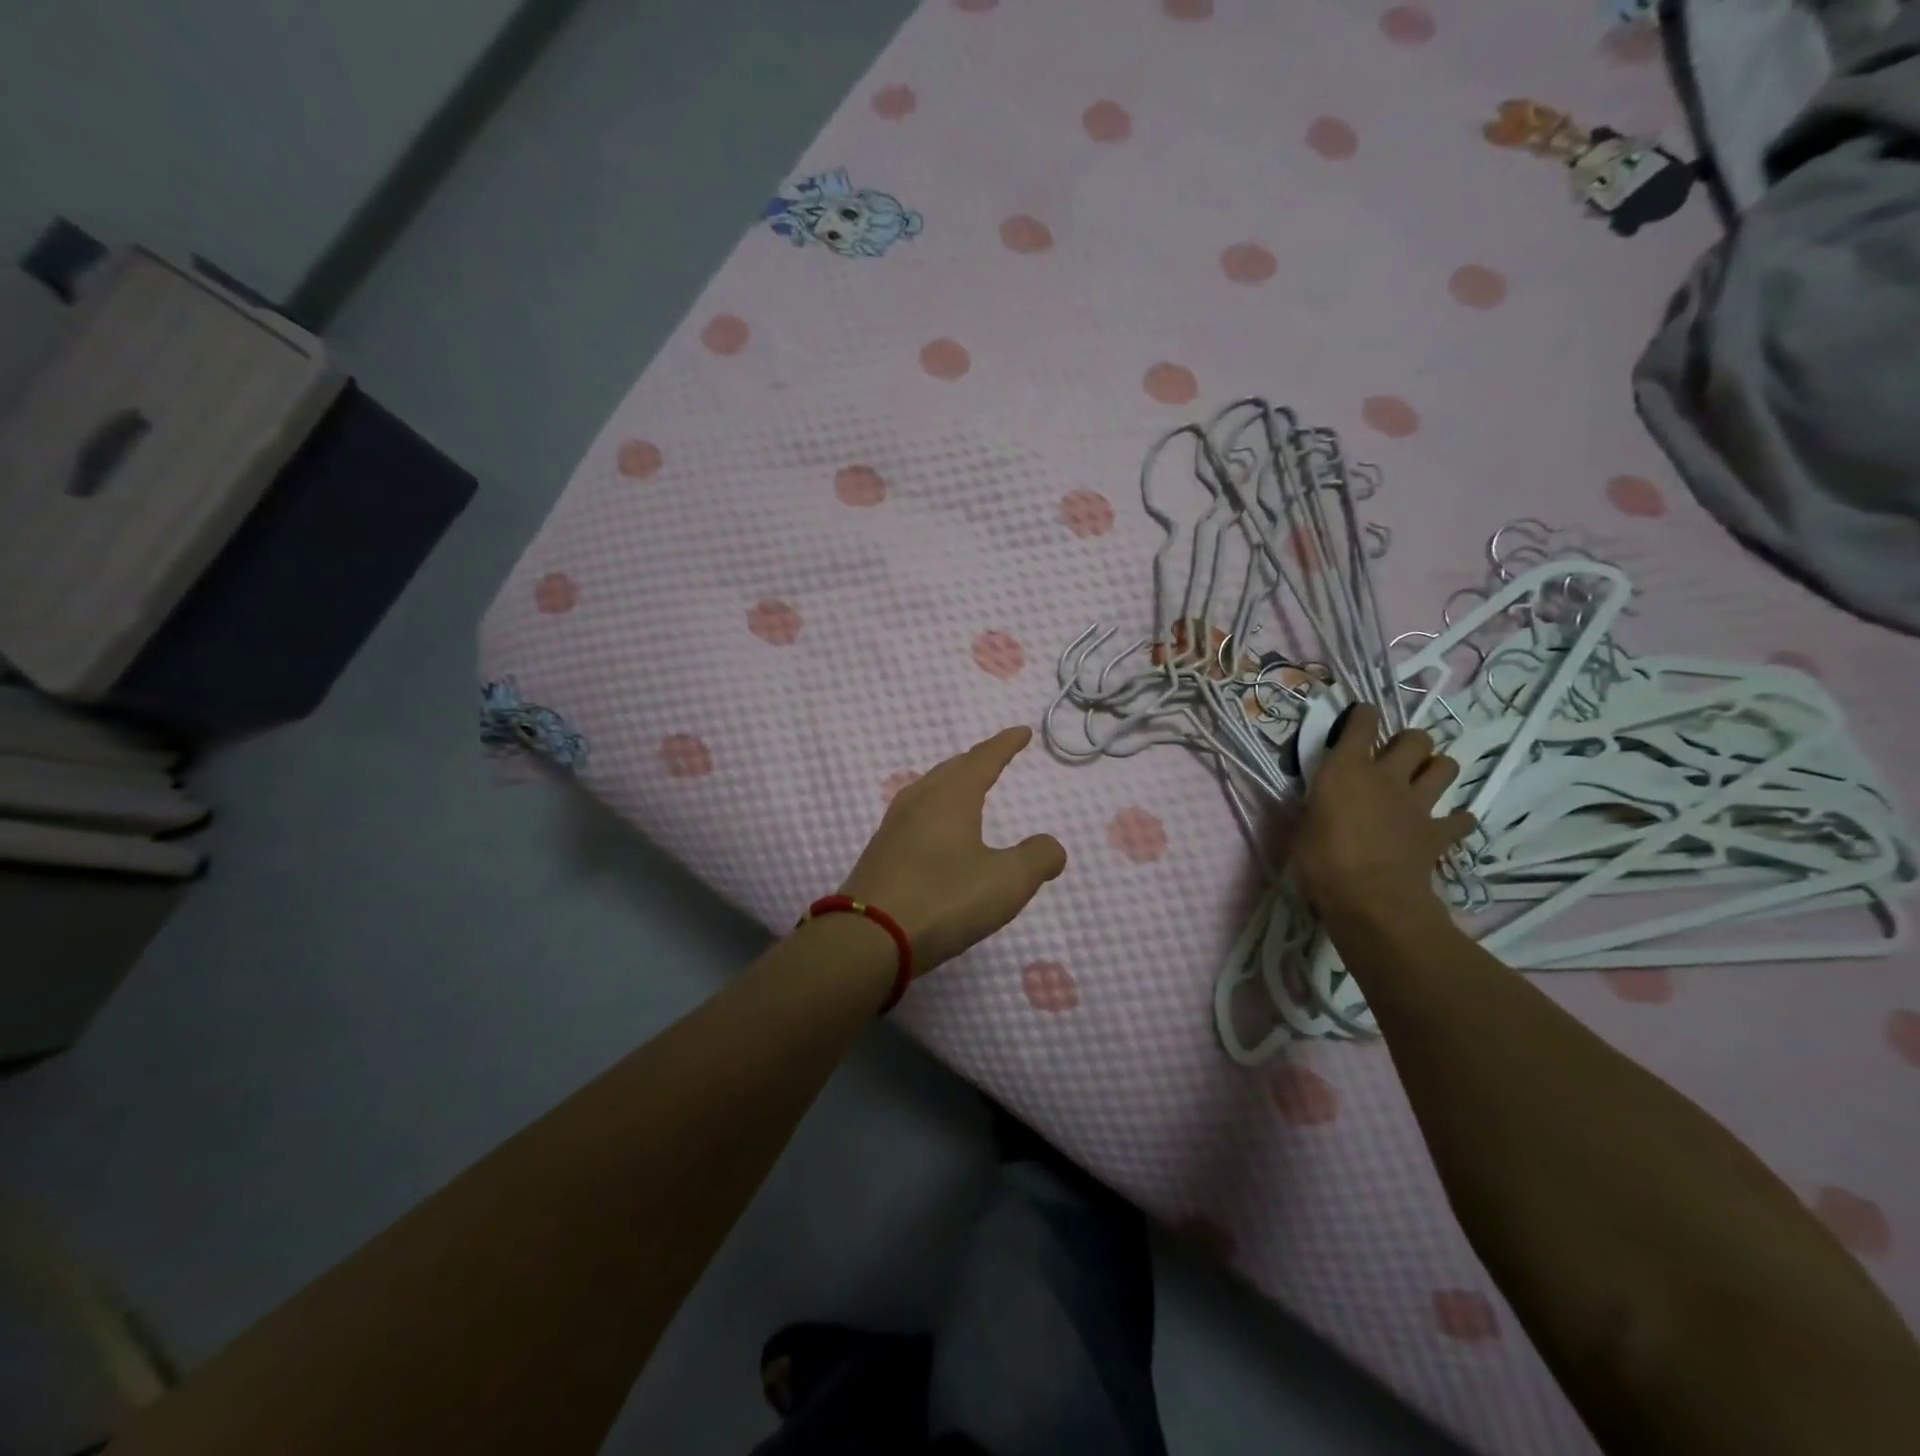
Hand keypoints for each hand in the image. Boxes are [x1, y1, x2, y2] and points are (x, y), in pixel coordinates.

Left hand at [840, 726, 1067, 972]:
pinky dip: (935, 810)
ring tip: (966, 790)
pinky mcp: (880, 853)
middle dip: (976, 761)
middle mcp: (919, 801)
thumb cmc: (944, 899)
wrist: (868, 937)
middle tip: (995, 758)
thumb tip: (1052, 846)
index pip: (983, 759)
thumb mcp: (1006, 882)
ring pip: (928, 790)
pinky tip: (934, 831)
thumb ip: (1037, 858)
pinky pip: (914, 815)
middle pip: (951, 769)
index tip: (1022, 732)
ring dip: (951, 784)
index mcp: (951, 796)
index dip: (1005, 744)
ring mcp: (893, 826)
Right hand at [1291, 705, 1475, 925]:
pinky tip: (1446, 825)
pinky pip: (1461, 820)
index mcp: (1347, 768)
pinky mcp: (1438, 833)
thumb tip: (1316, 803)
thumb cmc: (1320, 860)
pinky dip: (1456, 820)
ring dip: (1436, 769)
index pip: (1362, 721)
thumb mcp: (1300, 826)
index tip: (1358, 719)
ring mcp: (1417, 803)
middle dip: (1408, 742)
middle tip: (1394, 757)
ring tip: (1422, 781)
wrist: (1369, 899)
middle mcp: (1387, 776)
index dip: (1362, 715)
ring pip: (1446, 767)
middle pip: (1415, 738)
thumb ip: (1314, 806)